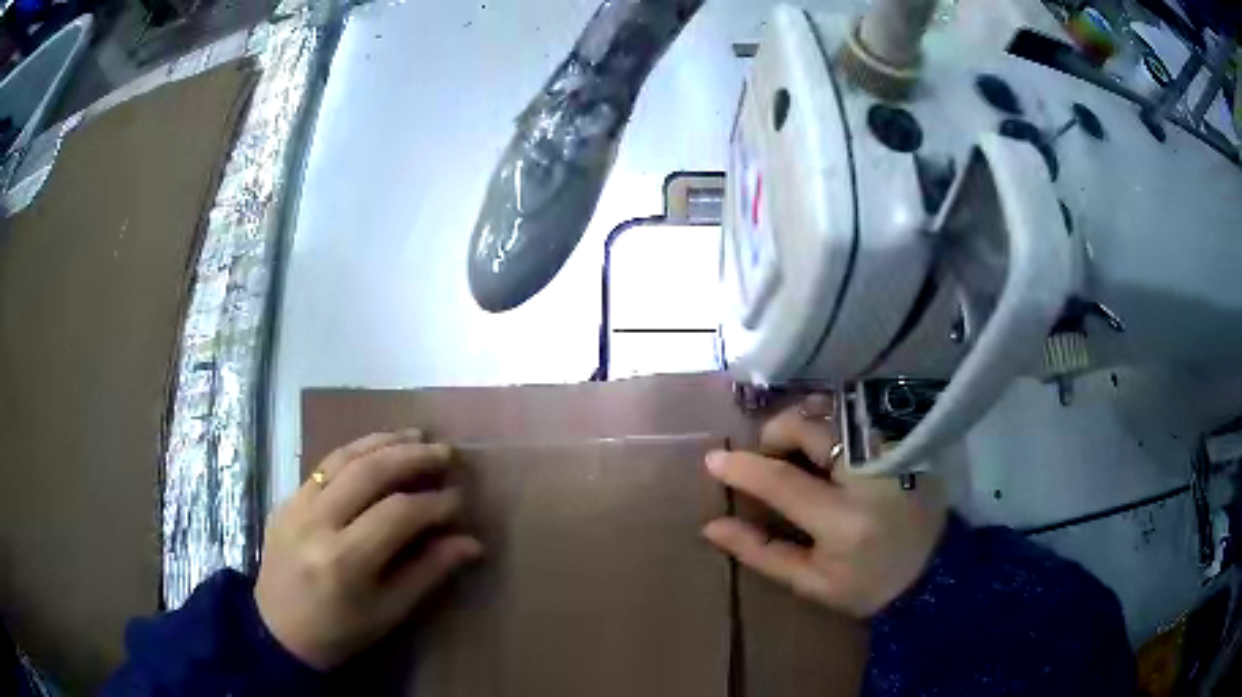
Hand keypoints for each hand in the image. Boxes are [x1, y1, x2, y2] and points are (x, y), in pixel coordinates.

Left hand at [256, 431, 482, 669]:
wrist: (278, 630)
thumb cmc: (341, 631)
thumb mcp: (390, 612)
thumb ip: (429, 572)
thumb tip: (472, 543)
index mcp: (345, 560)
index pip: (398, 513)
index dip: (435, 503)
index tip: (461, 500)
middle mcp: (317, 522)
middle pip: (370, 472)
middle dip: (414, 457)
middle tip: (447, 452)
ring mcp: (297, 505)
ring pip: (345, 457)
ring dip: (385, 441)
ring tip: (418, 435)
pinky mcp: (287, 498)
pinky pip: (325, 464)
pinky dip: (356, 450)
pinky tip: (378, 447)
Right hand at [702, 398, 946, 617]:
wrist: (936, 569)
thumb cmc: (869, 583)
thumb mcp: (813, 583)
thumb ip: (762, 553)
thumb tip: (712, 526)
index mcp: (845, 521)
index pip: (782, 482)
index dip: (743, 468)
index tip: (714, 460)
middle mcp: (871, 475)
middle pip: (809, 429)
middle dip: (776, 435)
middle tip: (770, 457)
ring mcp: (893, 449)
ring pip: (834, 410)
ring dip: (805, 422)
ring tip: (801, 449)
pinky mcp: (907, 439)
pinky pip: (858, 411)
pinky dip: (833, 418)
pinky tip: (831, 442)